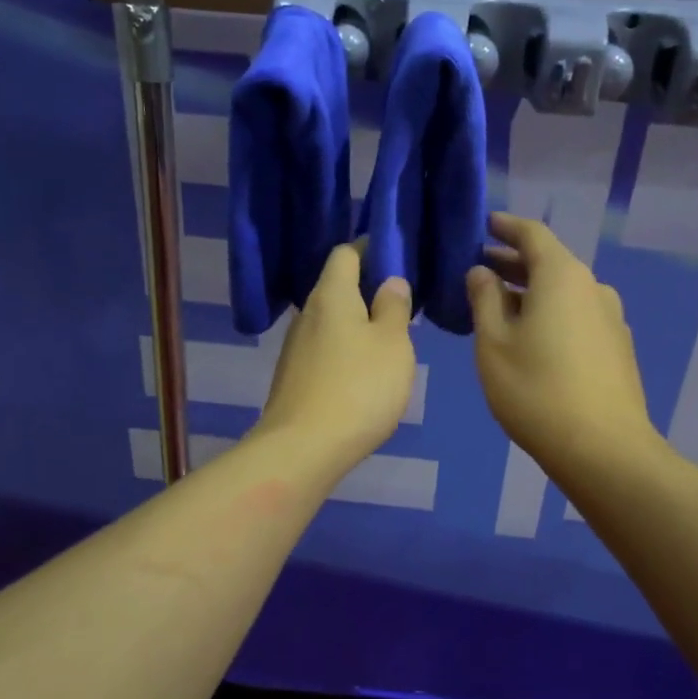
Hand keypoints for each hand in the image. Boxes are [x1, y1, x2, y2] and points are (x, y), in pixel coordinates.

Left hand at [254, 243, 415, 478]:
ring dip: (358, 324)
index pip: (346, 253)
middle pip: (337, 287)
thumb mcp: (393, 344)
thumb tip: (390, 281)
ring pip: (331, 322)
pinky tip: (364, 374)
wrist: (303, 448)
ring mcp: (295, 347)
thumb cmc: (359, 387)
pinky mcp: (294, 377)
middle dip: (368, 290)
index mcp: (331, 295)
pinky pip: (325, 350)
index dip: (371, 249)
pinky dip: (345, 351)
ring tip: (389, 342)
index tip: (398, 260)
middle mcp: (307, 314)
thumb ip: (394, 308)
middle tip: (403, 306)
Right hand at [466, 213, 656, 476]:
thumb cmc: (536, 391)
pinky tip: (532, 338)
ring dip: (532, 292)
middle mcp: (593, 288)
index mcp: (562, 277)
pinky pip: (577, 316)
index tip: (485, 224)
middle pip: (550, 263)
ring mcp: (610, 319)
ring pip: (564, 293)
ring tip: (500, 307)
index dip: (506, 227)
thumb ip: (484, 300)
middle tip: (480, 269)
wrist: (603, 449)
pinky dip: (551, 314)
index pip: (533, 235)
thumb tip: (481, 272)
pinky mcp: (617, 348)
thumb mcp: (494, 344)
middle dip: (514, 263)